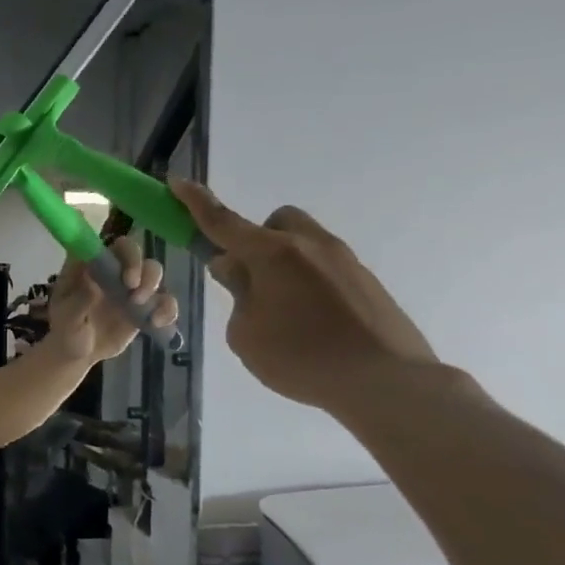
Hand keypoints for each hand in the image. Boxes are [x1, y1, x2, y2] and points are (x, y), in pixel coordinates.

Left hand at [43, 237, 178, 364]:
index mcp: (90, 266)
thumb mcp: (66, 320)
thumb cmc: (66, 331)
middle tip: (133, 291)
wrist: (78, 354)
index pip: (110, 246)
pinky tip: (156, 323)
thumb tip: (93, 287)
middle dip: (140, 268)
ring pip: (152, 271)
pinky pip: (164, 301)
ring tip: (140, 308)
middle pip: (135, 253)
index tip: (126, 277)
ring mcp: (129, 287)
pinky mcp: (144, 307)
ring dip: (153, 285)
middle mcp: (112, 270)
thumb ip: (77, 302)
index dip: (124, 253)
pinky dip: (167, 310)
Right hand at [170, 179, 439, 414]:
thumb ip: (237, 296)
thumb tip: (238, 271)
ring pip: (304, 244)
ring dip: (284, 264)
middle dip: (257, 239)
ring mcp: (344, 261)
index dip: (195, 202)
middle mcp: (309, 245)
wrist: (387, 381)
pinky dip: (310, 285)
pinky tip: (313, 326)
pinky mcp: (366, 282)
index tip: (177, 183)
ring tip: (283, 312)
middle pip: (276, 222)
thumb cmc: (302, 358)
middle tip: (249, 278)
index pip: (223, 221)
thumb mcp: (246, 335)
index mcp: (273, 254)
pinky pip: (326, 269)